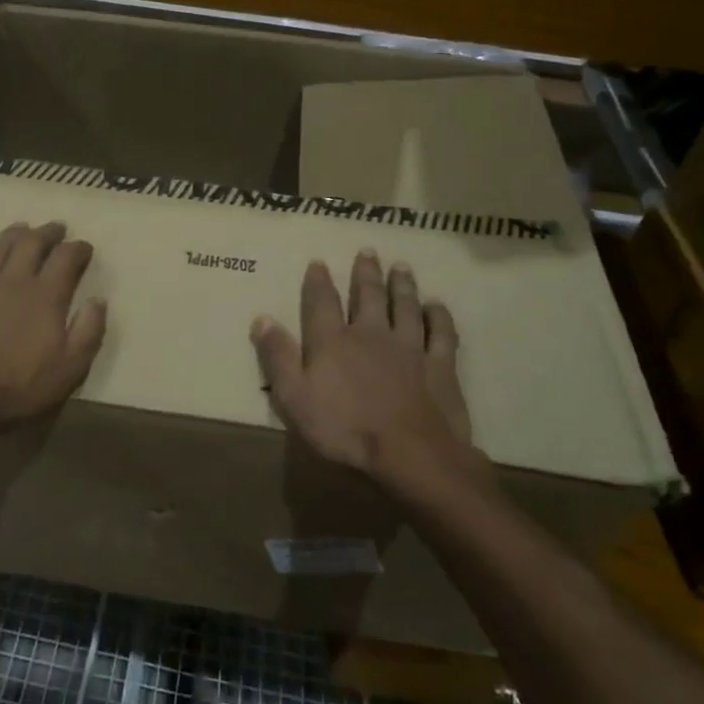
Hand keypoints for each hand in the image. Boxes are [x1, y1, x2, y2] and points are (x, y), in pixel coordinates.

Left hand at [0, 221, 106, 438]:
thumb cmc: (18, 388)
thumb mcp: (70, 369)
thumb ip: (89, 331)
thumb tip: (98, 300)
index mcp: (45, 295)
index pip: (66, 258)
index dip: (78, 248)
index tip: (85, 247)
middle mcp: (13, 280)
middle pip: (32, 243)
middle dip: (48, 232)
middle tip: (56, 228)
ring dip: (13, 234)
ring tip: (22, 230)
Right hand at [250, 251, 472, 491]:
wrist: (410, 453)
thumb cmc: (345, 428)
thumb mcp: (294, 397)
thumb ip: (278, 357)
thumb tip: (261, 318)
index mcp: (333, 340)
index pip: (322, 302)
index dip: (319, 281)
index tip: (319, 262)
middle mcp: (371, 333)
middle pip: (369, 295)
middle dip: (366, 272)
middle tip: (368, 251)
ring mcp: (409, 347)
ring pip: (406, 306)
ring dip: (403, 285)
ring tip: (401, 267)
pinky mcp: (440, 365)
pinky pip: (441, 333)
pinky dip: (439, 317)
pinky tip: (438, 306)